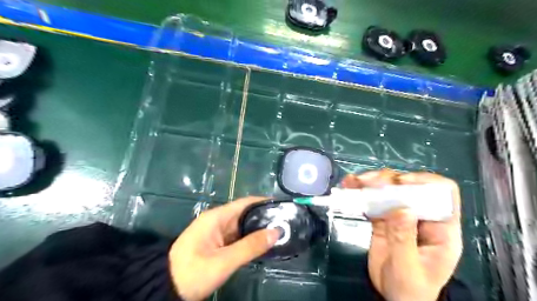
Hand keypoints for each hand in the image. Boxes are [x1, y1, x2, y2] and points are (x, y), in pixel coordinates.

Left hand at [169, 198, 281, 300]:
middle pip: (245, 214)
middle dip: (264, 218)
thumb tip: (276, 231)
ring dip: (258, 230)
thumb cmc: (193, 272)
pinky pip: (237, 238)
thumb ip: (251, 246)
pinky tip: (263, 244)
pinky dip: (250, 240)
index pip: (245, 203)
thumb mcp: (224, 261)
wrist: (165, 288)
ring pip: (242, 227)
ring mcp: (217, 233)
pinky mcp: (217, 244)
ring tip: (280, 232)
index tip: (282, 207)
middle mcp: (218, 221)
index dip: (264, 203)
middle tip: (285, 223)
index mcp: (217, 217)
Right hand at [343, 169, 461, 300]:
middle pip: (410, 186)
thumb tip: (402, 208)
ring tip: (352, 181)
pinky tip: (349, 187)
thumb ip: (404, 239)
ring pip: (389, 190)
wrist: (394, 299)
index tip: (399, 183)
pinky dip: (361, 193)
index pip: (443, 193)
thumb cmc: (410, 290)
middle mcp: (422, 217)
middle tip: (367, 182)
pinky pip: (373, 201)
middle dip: (388, 180)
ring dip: (370, 182)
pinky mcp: (383, 219)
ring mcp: (401, 216)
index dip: (424, 182)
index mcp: (441, 229)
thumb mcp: (408, 268)